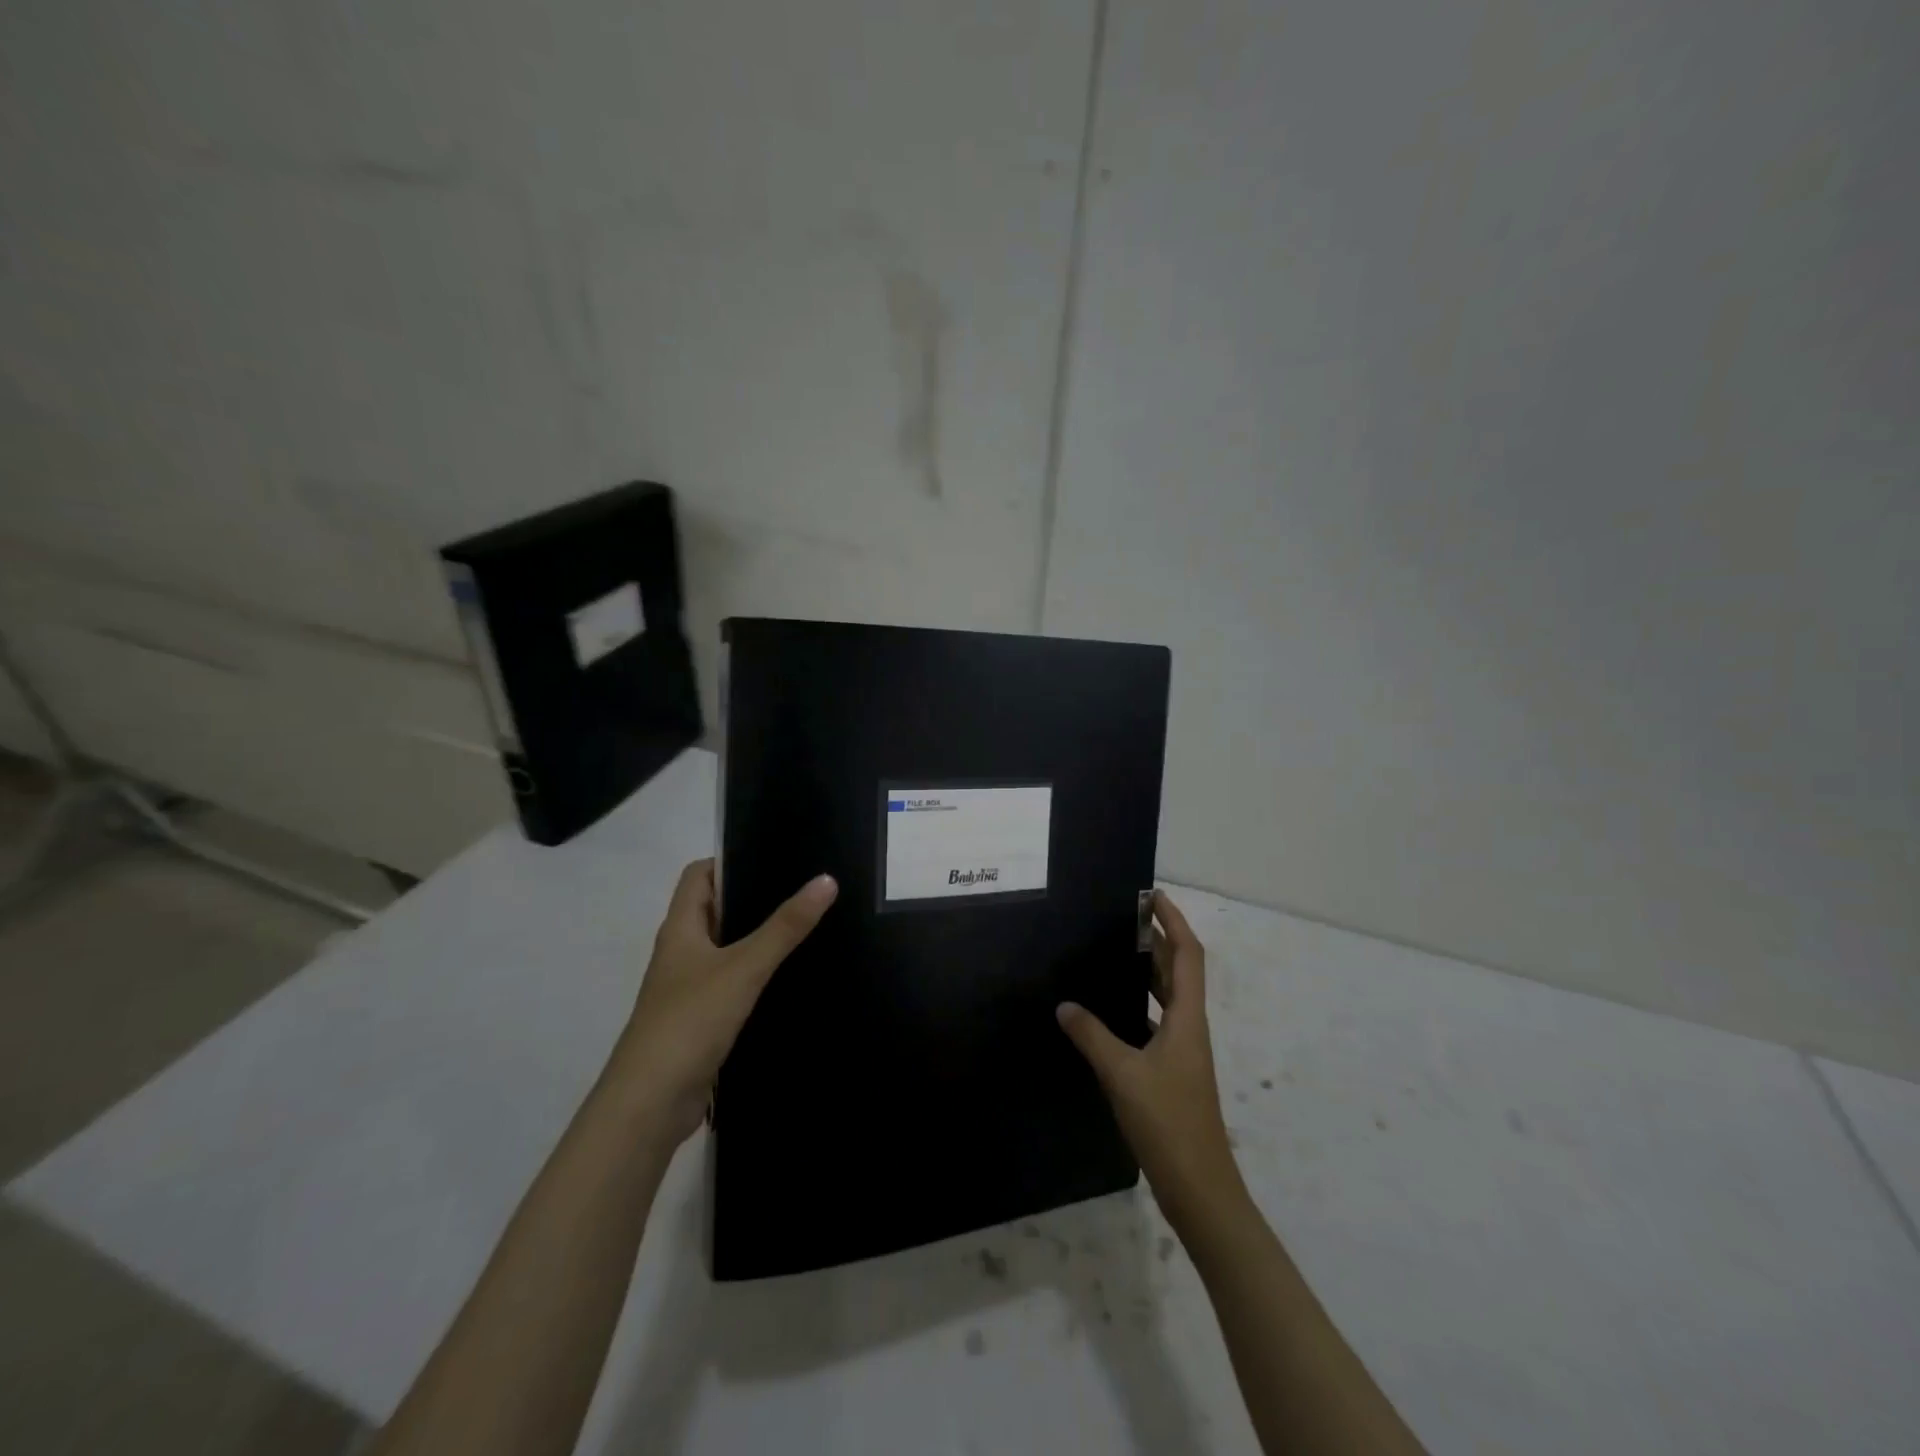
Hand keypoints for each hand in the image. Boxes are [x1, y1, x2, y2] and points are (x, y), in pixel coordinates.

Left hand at [609, 858, 836, 1144]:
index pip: (698, 876)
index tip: (773, 856)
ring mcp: (687, 988)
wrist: (650, 1104)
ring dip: (755, 939)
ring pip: (724, 950)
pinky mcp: (699, 1020)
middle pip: (713, 910)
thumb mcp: (744, 967)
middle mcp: (680, 953)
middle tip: (800, 889)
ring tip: (803, 927)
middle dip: (752, 898)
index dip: (729, 860)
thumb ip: (785, 927)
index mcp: (680, 929)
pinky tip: (786, 979)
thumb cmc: (690, 1020)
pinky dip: (754, 976)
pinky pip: (730, 984)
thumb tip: (825, 880)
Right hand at [1057, 890, 1242, 1228]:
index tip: (1153, 896)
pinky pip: (1156, 1023)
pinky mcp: (1173, 1073)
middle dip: (1158, 940)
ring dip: (1148, 972)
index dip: (1175, 922)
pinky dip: (1138, 1006)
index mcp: (1187, 1018)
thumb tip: (1064, 1005)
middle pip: (1179, 971)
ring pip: (1168, 998)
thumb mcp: (1122, 1073)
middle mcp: (1189, 1028)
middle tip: (1123, 919)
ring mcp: (1183, 1052)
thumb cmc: (1168, 1122)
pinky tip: (1110, 1013)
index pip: (1188, 955)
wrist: (1200, 1188)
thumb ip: (1091, 1035)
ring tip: (1113, 954)